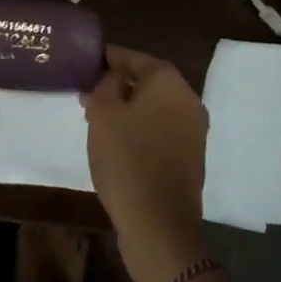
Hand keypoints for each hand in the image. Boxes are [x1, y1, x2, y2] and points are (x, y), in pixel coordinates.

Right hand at [82, 46, 209, 281]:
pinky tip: (117, 140)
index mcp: (169, 82)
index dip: (109, 57)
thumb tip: (113, 78)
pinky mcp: (191, 157)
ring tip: (97, 116)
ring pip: (155, 107)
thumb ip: (105, 86)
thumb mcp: (103, 114)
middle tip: (88, 90)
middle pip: (148, 81)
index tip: (86, 61)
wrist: (159, 223)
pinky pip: (161, 129)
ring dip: (128, 107)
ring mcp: (194, 131)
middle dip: (118, 83)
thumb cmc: (127, 159)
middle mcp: (188, 100)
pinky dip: (140, 127)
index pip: (135, 58)